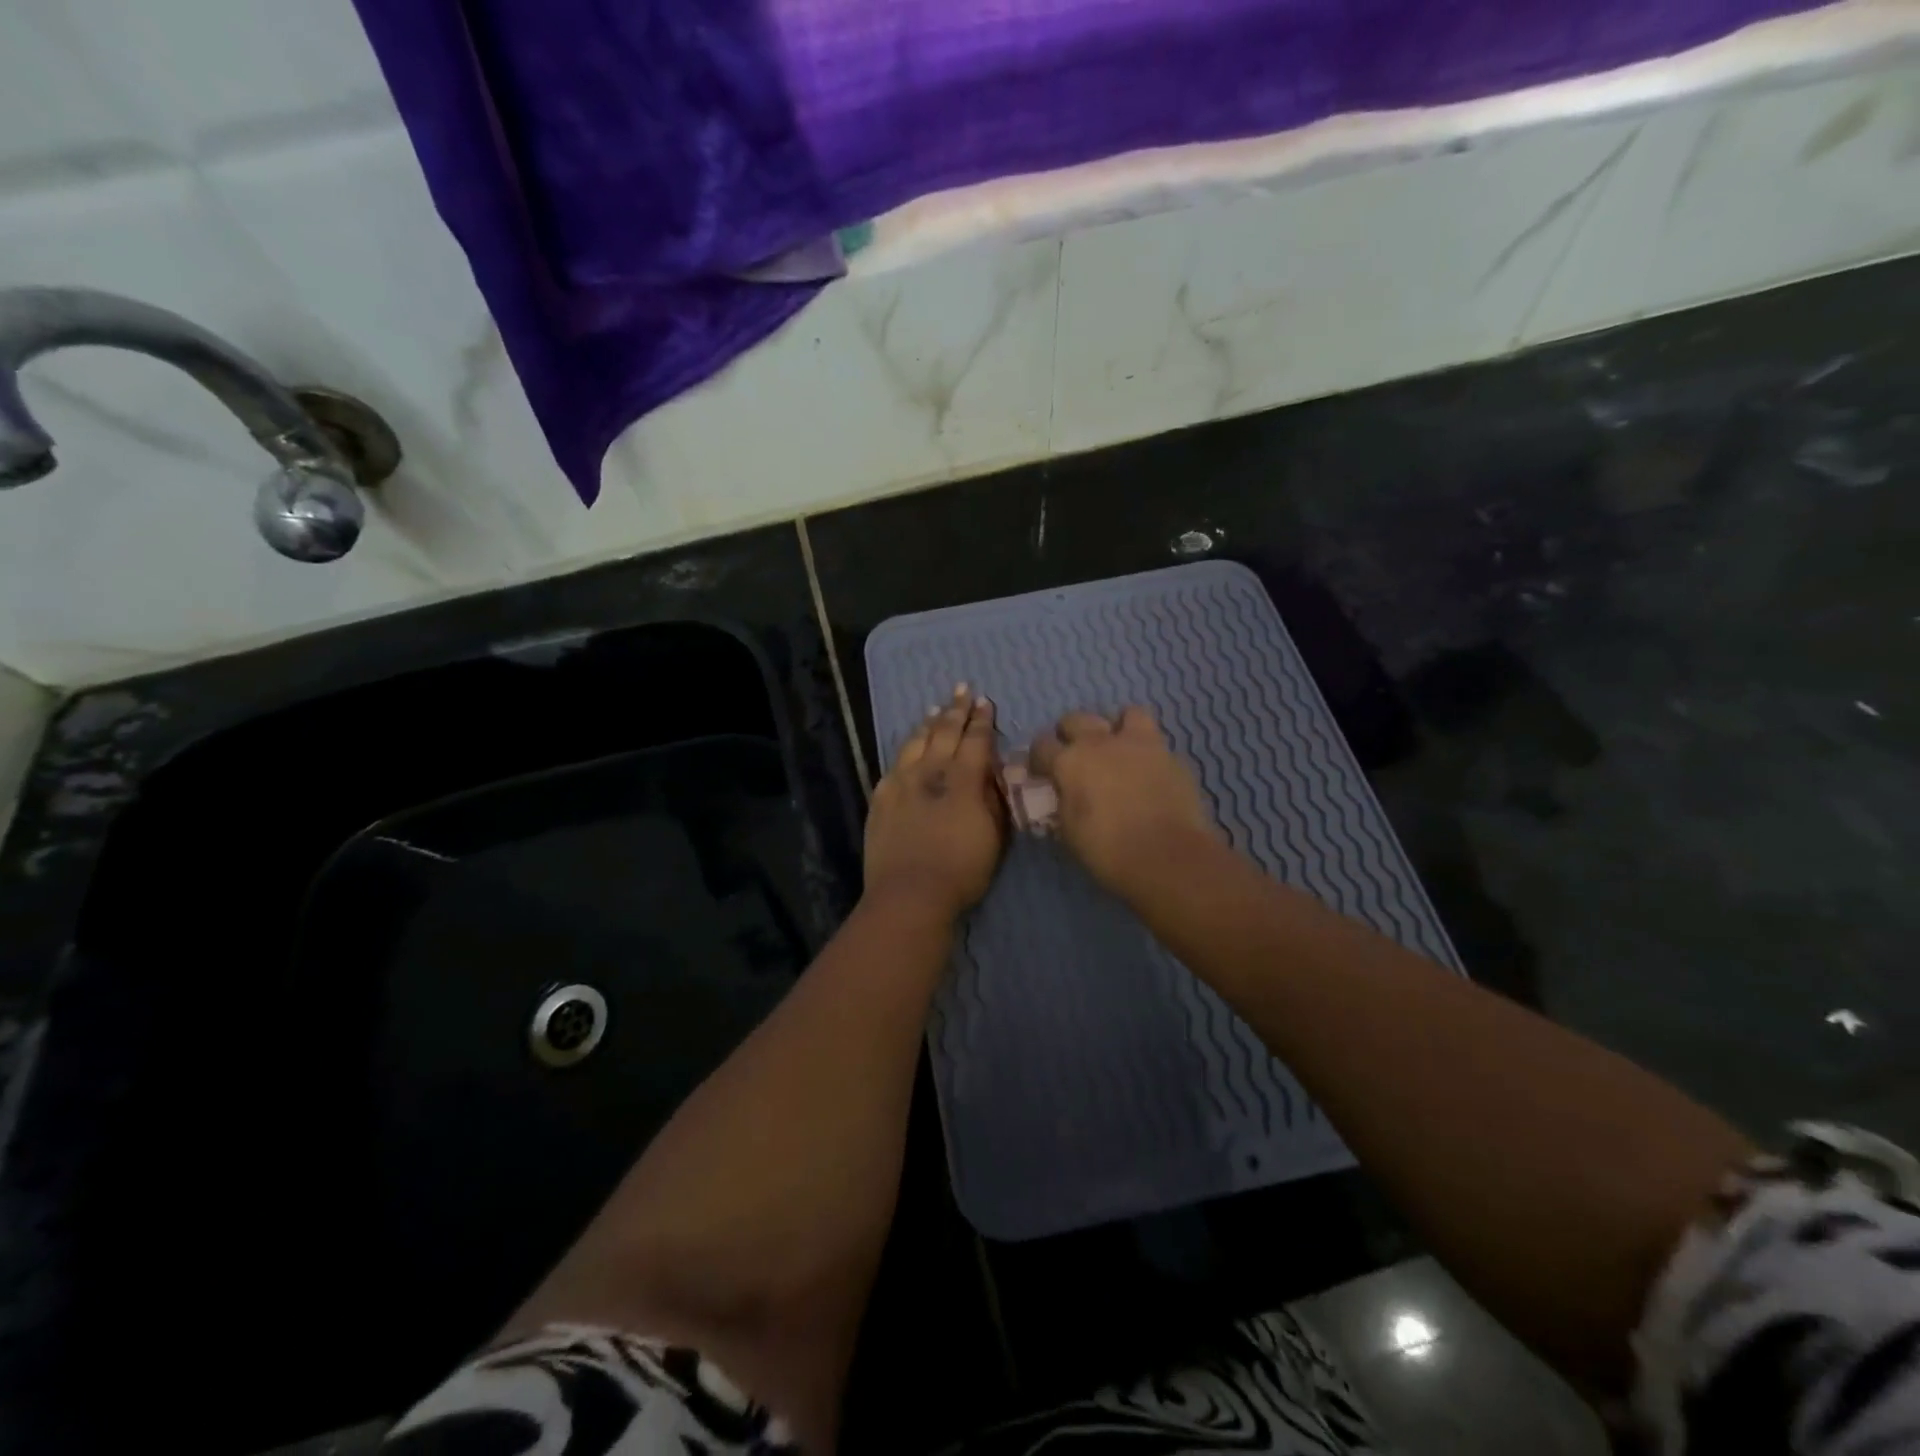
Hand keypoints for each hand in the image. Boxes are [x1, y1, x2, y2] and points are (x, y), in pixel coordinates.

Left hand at [864, 686, 1008, 923]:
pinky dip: (905, 748)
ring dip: (929, 723)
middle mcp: (930, 771)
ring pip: (916, 742)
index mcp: (963, 779)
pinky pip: (895, 763)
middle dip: (956, 710)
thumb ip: (995, 798)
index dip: (982, 720)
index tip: (985, 702)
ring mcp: (901, 782)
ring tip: (936, 709)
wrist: (909, 894)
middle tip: (962, 690)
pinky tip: (908, 746)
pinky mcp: (881, 797)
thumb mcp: (995, 835)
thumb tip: (993, 772)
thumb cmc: (962, 870)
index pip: (975, 740)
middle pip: (944, 732)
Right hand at [1030, 706, 1216, 898]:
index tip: (1043, 773)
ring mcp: (1139, 744)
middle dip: (1070, 734)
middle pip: (1075, 719)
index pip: (1041, 745)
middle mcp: (1101, 742)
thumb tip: (1064, 794)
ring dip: (1116, 728)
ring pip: (1124, 714)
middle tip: (1076, 756)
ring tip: (1117, 750)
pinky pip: (1155, 741)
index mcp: (1070, 761)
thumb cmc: (1108, 850)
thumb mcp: (1069, 831)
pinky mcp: (1171, 755)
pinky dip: (1147, 751)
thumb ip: (1063, 803)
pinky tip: (1148, 772)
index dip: (1039, 759)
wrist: (1168, 856)